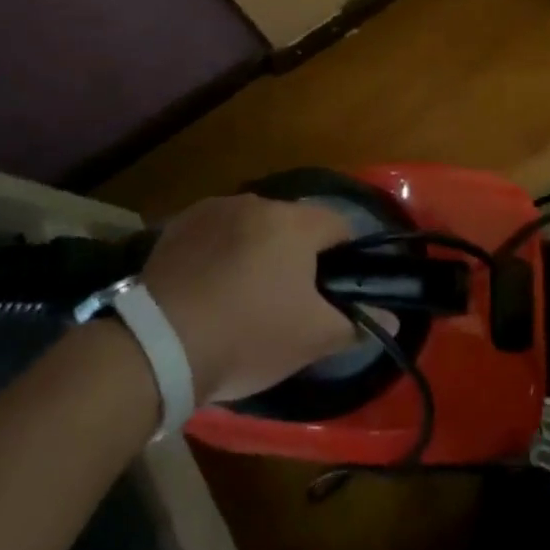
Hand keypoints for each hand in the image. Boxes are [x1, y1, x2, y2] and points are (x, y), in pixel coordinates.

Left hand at [140, 195, 359, 402]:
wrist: (158, 347)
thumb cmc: (247, 336)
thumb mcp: (311, 339)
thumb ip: (356, 323)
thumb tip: (391, 317)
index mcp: (295, 223)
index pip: (339, 226)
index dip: (343, 258)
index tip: (331, 291)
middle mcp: (257, 202)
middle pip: (294, 224)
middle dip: (297, 254)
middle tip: (287, 300)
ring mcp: (214, 209)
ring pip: (253, 226)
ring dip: (257, 249)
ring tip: (243, 295)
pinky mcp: (178, 224)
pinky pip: (215, 231)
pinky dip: (220, 250)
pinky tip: (209, 286)